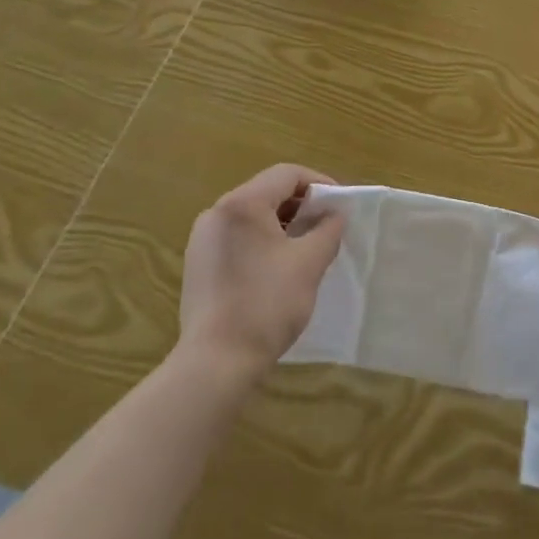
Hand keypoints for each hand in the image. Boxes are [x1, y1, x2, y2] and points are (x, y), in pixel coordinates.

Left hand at [179, 165, 345, 376]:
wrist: (215, 364)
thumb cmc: (266, 305)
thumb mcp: (309, 263)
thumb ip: (327, 230)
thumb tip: (334, 215)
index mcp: (242, 204)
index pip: (287, 174)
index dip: (319, 184)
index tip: (340, 207)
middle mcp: (217, 213)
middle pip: (268, 192)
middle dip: (301, 205)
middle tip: (327, 227)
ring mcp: (203, 240)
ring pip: (252, 216)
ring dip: (283, 224)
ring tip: (307, 248)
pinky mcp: (198, 265)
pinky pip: (238, 238)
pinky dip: (262, 242)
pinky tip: (278, 268)